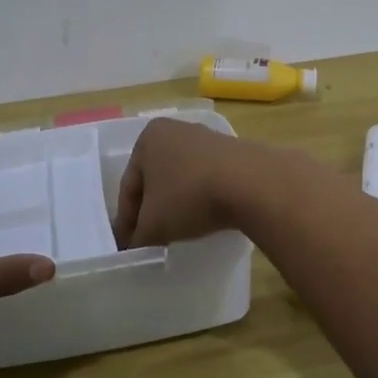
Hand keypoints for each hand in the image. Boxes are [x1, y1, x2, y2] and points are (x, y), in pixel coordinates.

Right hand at [113, 118, 260, 248]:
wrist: (251, 183)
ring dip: (177, 203)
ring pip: (181, 178)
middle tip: (150, 240)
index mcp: (148, 138)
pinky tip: (205, 217)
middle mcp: (175, 130)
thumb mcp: (153, 225)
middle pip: (155, 179)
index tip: (128, 247)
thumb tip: (134, 245)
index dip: (126, 221)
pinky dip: (201, 198)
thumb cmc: (189, 196)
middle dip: (151, 209)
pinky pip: (206, 179)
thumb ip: (137, 237)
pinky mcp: (232, 151)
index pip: (129, 186)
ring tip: (178, 231)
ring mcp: (206, 138)